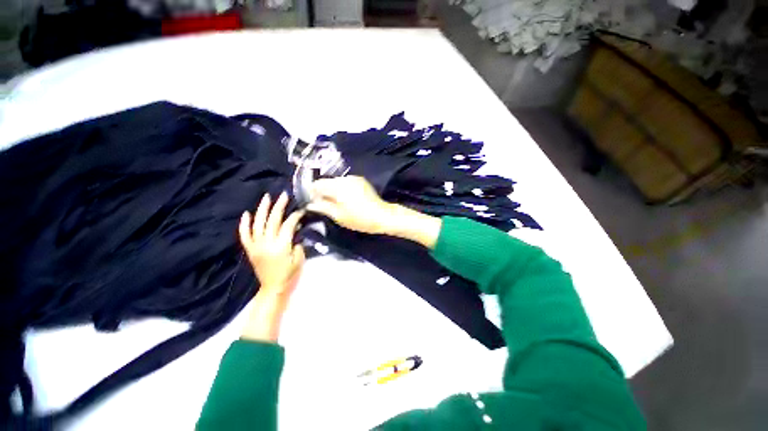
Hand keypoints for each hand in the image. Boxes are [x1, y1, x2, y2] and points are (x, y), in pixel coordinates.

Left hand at [239, 192, 304, 296]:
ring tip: (267, 197)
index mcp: (281, 246)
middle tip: (284, 195)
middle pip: (273, 221)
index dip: (295, 216)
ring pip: (257, 224)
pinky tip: (246, 213)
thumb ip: (297, 242)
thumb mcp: (299, 258)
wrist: (272, 287)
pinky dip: (244, 224)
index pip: (288, 225)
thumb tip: (295, 229)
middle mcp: (266, 243)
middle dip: (279, 206)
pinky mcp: (249, 249)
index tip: (300, 210)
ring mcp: (256, 246)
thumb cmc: (289, 274)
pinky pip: (244, 235)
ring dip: (262, 209)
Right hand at [307, 176, 393, 234]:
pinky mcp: (361, 180)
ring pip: (336, 182)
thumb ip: (323, 207)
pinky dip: (343, 189)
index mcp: (338, 186)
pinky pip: (346, 183)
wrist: (382, 215)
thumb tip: (310, 204)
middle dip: (324, 192)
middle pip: (327, 182)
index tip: (314, 202)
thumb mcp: (339, 216)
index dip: (312, 193)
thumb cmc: (360, 219)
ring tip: (338, 204)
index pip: (317, 184)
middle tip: (326, 205)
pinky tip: (348, 199)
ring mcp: (354, 178)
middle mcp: (345, 178)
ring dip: (334, 191)